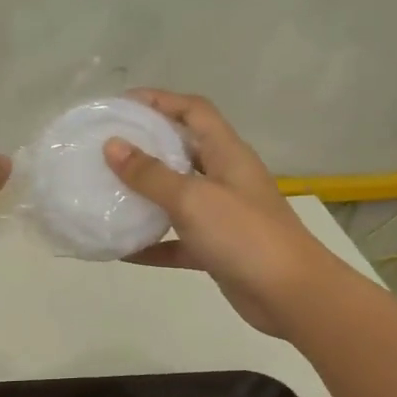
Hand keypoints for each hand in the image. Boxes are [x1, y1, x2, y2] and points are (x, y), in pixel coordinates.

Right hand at [103, 90, 339, 336]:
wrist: (291, 295)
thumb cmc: (244, 235)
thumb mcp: (193, 199)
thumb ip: (151, 175)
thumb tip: (112, 146)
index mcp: (227, 154)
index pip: (194, 111)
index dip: (160, 100)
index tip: (120, 105)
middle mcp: (225, 178)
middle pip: (183, 151)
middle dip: (146, 147)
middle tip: (105, 149)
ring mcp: (222, 216)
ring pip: (177, 197)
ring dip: (145, 196)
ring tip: (106, 192)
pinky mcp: (216, 250)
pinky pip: (177, 241)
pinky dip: (151, 244)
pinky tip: (120, 250)